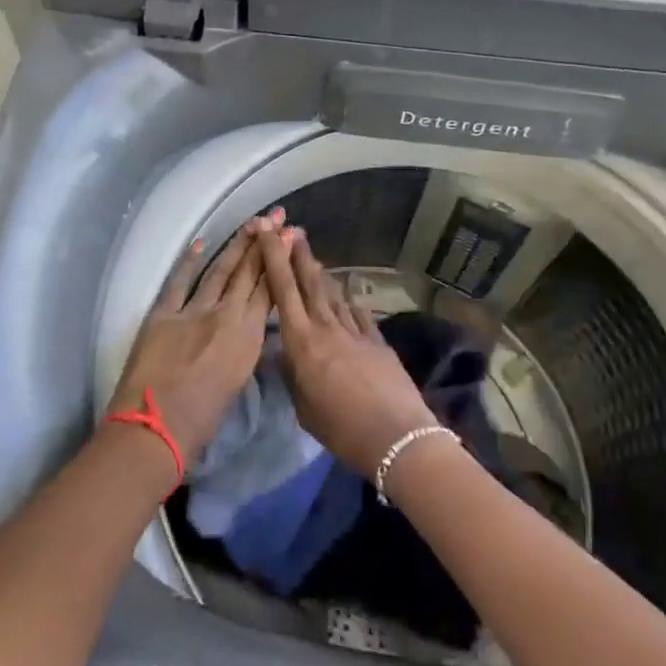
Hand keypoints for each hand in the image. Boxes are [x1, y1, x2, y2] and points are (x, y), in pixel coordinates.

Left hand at [105, 211, 281, 465]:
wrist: (155, 429)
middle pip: (249, 273)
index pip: (269, 291)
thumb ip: (242, 349)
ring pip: (220, 270)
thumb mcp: (236, 381)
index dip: (279, 262)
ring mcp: (193, 311)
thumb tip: (244, 329)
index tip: (289, 238)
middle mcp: (225, 317)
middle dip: (264, 243)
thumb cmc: (201, 422)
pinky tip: (200, 242)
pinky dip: (188, 261)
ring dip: (236, 245)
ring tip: (252, 223)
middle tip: (277, 216)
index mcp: (247, 340)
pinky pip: (179, 281)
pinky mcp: (163, 313)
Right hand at [260, 229, 438, 479]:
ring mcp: (355, 330)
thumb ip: (292, 375)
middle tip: (293, 230)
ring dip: (321, 275)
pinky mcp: (377, 340)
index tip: (269, 234)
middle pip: (310, 282)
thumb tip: (286, 353)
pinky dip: (348, 302)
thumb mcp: (303, 408)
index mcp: (301, 341)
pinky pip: (357, 313)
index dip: (274, 258)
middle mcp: (326, 327)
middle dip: (299, 254)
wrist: (396, 435)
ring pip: (333, 294)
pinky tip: (346, 298)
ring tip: (314, 260)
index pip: (283, 290)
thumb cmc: (341, 428)